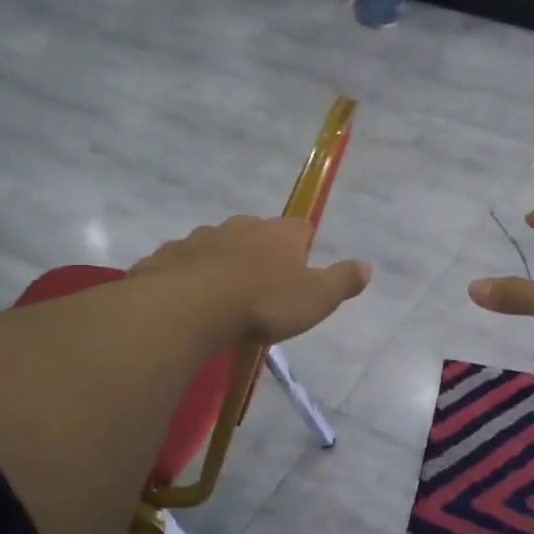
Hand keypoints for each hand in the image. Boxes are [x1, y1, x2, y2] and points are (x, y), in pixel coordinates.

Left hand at [132, 215, 369, 344]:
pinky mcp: (167, 257)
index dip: (302, 246)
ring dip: (221, 264)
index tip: (299, 269)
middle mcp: (240, 227)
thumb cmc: (263, 303)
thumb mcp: (316, 299)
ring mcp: (200, 238)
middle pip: (255, 233)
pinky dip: (187, 276)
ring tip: (222, 297)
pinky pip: (182, 263)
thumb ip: (342, 281)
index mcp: (279, 234)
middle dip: (259, 253)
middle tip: (261, 287)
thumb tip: (366, 266)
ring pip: (216, 245)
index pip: (299, 228)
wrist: (189, 307)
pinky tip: (187, 301)